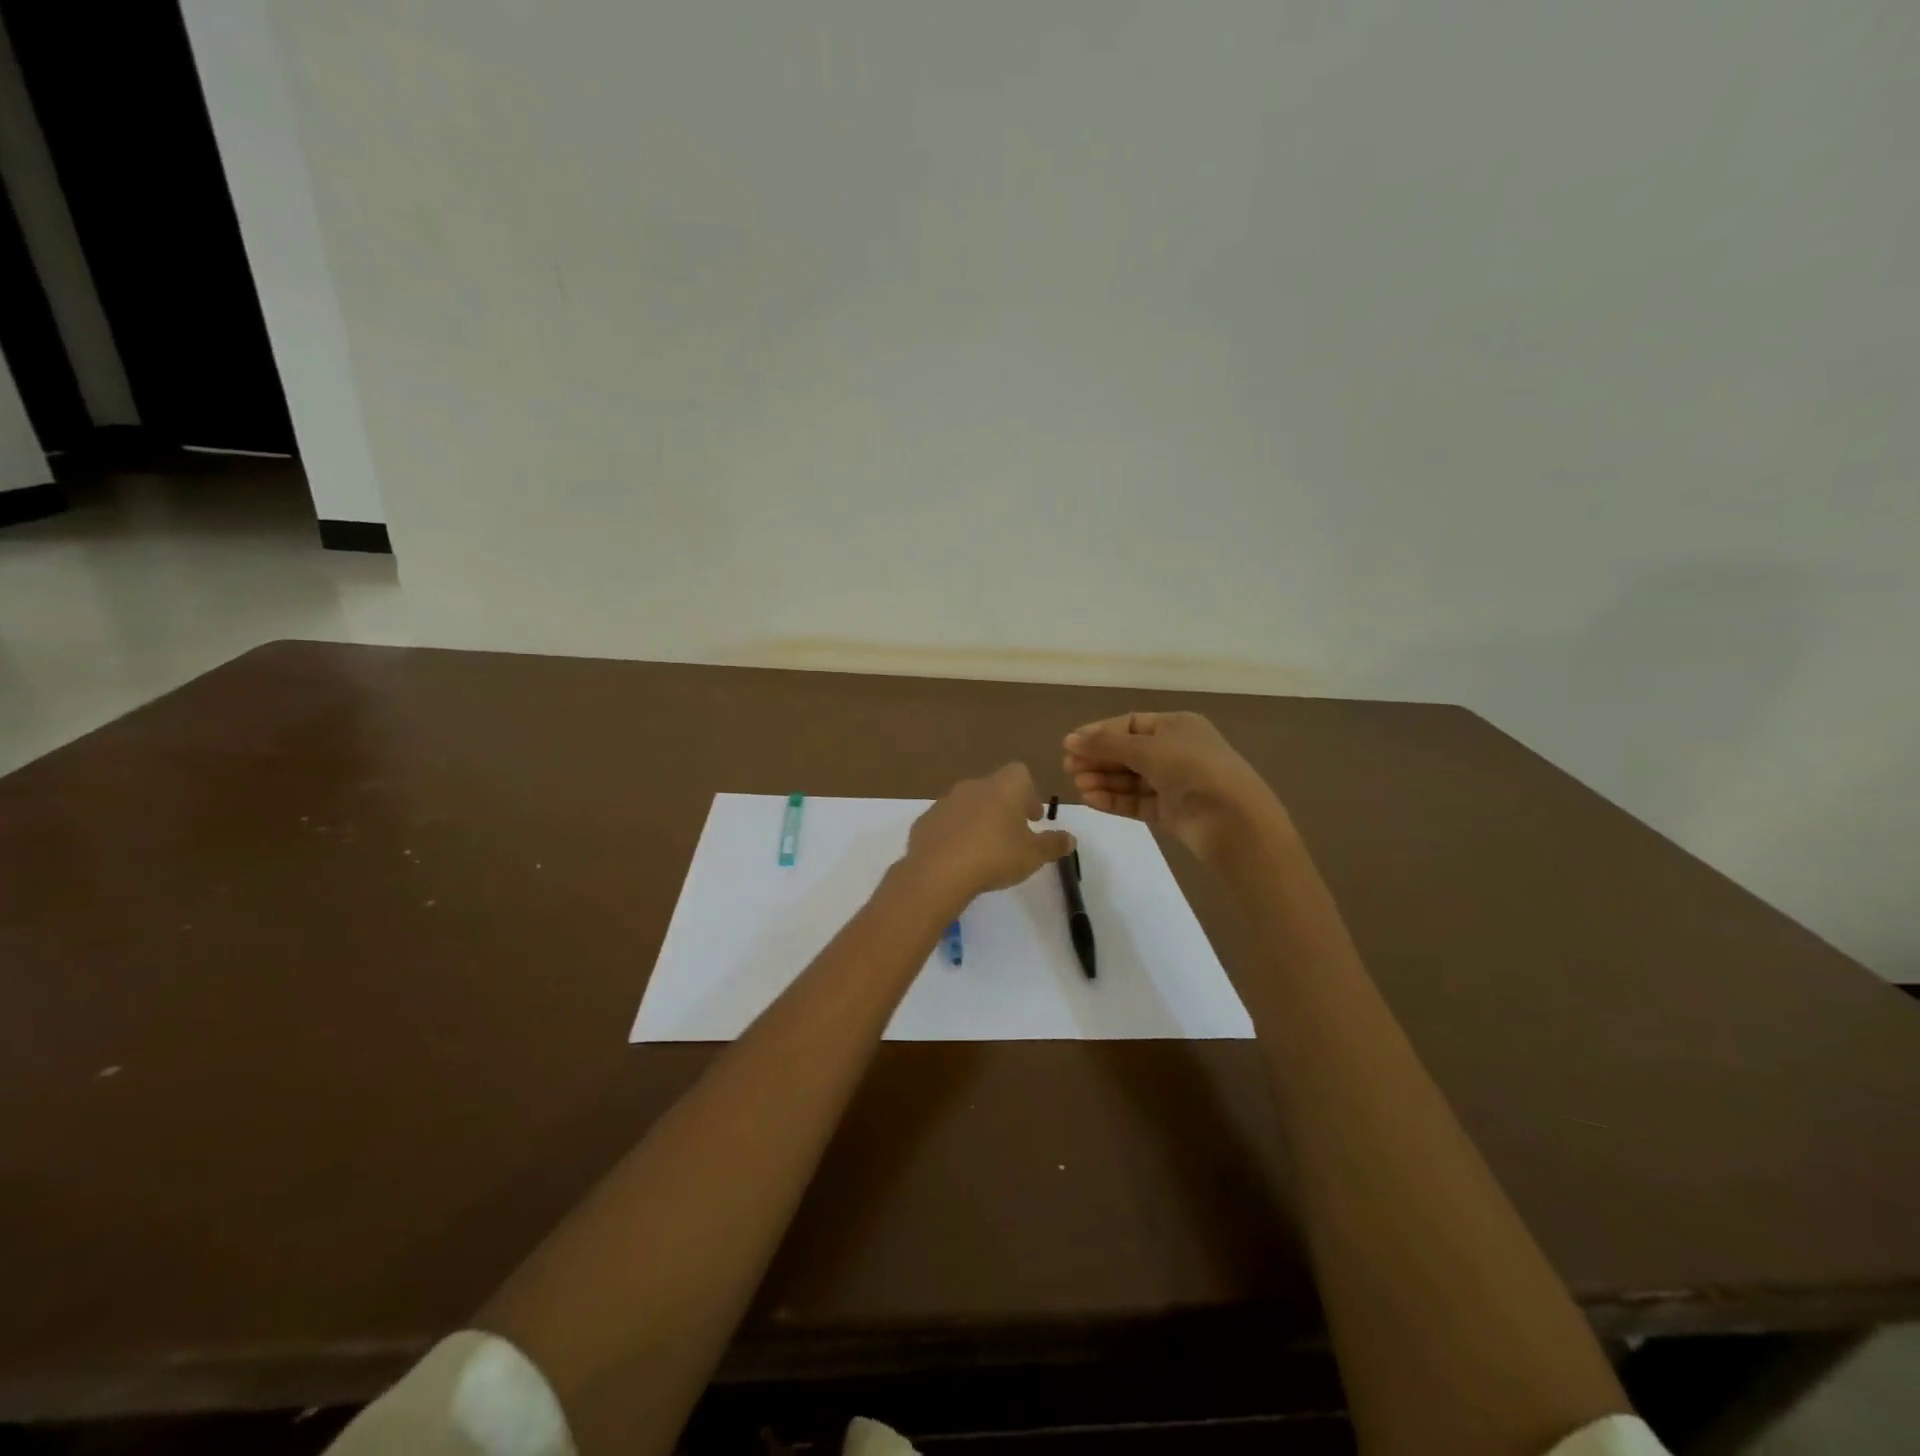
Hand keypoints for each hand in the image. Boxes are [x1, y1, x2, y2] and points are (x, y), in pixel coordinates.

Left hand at [903, 763, 1076, 907]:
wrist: (938, 871)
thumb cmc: (995, 856)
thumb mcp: (1033, 855)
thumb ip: (1053, 844)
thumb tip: (1070, 838)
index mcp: (1004, 787)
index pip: (1020, 773)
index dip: (1029, 793)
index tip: (1033, 818)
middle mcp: (974, 785)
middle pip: (994, 787)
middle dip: (1005, 808)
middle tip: (1013, 835)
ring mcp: (946, 801)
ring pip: (969, 803)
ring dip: (979, 819)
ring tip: (985, 849)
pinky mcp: (926, 820)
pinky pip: (947, 821)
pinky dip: (956, 833)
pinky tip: (959, 857)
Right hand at [1064, 711, 1288, 865]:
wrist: (1232, 819)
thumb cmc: (1192, 769)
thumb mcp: (1146, 749)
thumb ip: (1106, 745)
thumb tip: (1069, 739)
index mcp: (1176, 726)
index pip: (1129, 724)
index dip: (1099, 733)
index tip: (1070, 744)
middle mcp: (1175, 751)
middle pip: (1127, 752)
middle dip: (1098, 758)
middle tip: (1068, 767)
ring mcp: (1173, 783)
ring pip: (1130, 778)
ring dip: (1102, 779)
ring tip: (1077, 784)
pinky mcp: (1170, 811)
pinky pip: (1136, 801)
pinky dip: (1114, 800)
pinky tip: (1090, 799)